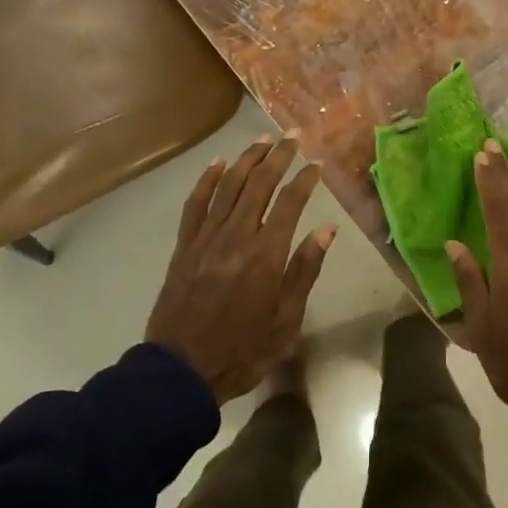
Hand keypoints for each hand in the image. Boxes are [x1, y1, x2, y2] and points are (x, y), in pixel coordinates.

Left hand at [146, 136, 333, 402]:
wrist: (181, 372)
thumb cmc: (243, 351)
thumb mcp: (286, 321)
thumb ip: (304, 271)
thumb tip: (326, 230)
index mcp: (266, 255)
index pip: (289, 203)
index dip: (304, 180)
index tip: (316, 164)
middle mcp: (236, 237)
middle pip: (259, 184)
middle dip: (278, 157)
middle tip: (292, 136)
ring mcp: (206, 239)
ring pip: (228, 186)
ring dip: (247, 160)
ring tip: (262, 140)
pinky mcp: (185, 246)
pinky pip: (195, 204)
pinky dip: (207, 180)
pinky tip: (218, 163)